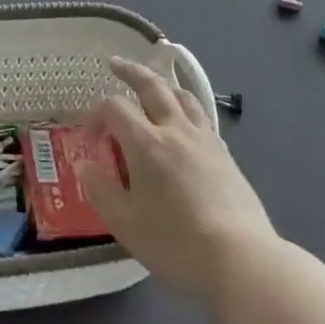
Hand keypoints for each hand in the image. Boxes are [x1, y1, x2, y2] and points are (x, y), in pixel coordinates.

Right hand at [79, 56, 278, 308]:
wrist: (239, 259)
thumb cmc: (175, 243)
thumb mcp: (125, 224)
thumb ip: (101, 191)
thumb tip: (86, 166)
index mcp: (147, 143)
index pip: (115, 108)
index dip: (96, 116)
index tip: (90, 141)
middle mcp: (176, 131)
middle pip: (152, 86)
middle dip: (130, 71)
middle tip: (115, 64)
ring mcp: (205, 140)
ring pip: (183, 96)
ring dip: (163, 84)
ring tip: (153, 85)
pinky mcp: (225, 154)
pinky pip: (202, 116)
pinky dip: (185, 107)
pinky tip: (183, 121)